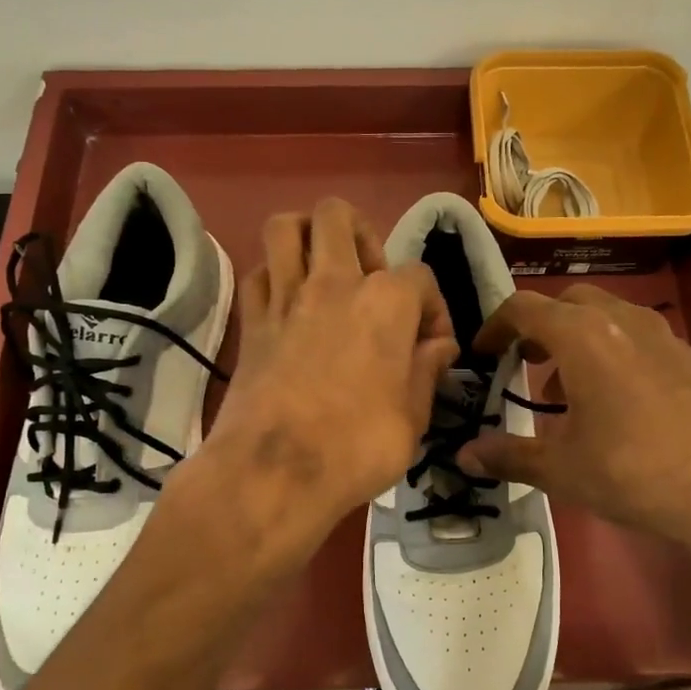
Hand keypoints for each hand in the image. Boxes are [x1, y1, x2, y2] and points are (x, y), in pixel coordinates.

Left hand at [182, 199, 457, 564]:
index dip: (433, 309)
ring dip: (307, 235)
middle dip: (362, 236)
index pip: (421, 276)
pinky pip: (257, 273)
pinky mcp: (251, 321)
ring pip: (286, 227)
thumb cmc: (357, 447)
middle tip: (370, 280)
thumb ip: (427, 370)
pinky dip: (273, 277)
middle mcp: (335, 282)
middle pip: (339, 216)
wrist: (274, 473)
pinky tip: (287, 303)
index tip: (431, 347)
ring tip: (323, 268)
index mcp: (386, 301)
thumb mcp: (414, 417)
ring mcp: (286, 297)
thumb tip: (438, 345)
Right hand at [459, 286, 690, 586]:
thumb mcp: (562, 469)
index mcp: (582, 336)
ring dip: (577, 337)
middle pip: (567, 302)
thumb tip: (464, 454)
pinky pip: (638, 337)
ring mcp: (664, 335)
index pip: (524, 308)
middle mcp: (622, 320)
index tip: (483, 354)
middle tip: (524, 362)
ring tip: (566, 387)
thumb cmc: (635, 474)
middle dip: (538, 325)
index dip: (494, 326)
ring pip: (607, 315)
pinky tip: (617, 402)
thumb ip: (508, 455)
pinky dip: (613, 351)